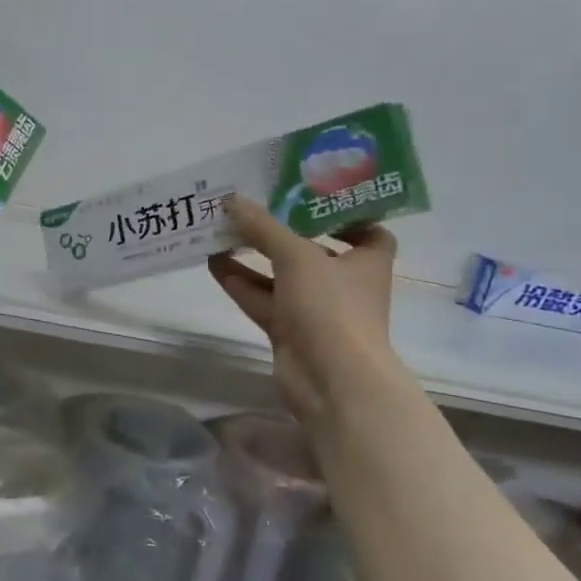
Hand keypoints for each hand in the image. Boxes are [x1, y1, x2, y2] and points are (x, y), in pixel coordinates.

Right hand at [208, 196, 406, 440]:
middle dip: (281, 231)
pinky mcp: (289, 331)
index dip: (343, 215)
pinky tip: (214, 262)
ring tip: (220, 231)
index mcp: (366, 260)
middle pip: (312, 250)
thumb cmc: (331, 308)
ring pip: (281, 276)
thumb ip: (264, 227)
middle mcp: (344, 283)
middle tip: (251, 207)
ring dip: (253, 256)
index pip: (366, 231)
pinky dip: (242, 283)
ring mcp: (316, 310)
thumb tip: (232, 199)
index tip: (312, 199)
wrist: (330, 381)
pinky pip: (264, 300)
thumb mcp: (297, 256)